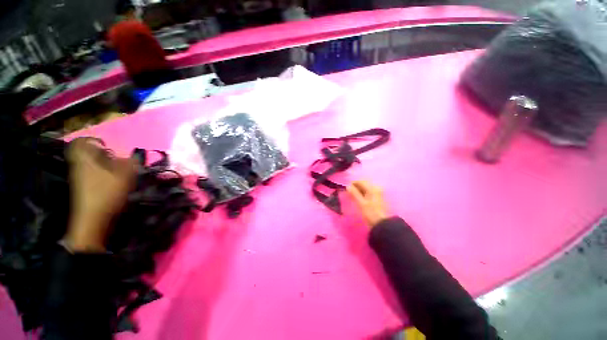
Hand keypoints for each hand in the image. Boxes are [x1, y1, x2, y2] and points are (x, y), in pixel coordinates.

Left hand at [64, 139, 136, 251]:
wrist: (93, 220)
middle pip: (86, 154)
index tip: (106, 144)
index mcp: (85, 160)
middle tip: (116, 157)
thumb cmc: (107, 194)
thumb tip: (138, 153)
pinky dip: (102, 173)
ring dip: (103, 164)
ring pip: (90, 164)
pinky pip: (92, 174)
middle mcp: (80, 166)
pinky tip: (115, 179)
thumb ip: (132, 163)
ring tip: (119, 169)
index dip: (92, 139)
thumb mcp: (124, 177)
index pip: (80, 142)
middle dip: (100, 153)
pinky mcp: (84, 188)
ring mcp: (80, 178)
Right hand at [347, 180, 388, 227]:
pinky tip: (360, 198)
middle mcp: (376, 188)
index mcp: (372, 188)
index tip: (346, 189)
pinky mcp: (378, 197)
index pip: (360, 181)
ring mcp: (378, 192)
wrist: (383, 224)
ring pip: (366, 187)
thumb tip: (348, 186)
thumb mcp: (361, 203)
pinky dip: (363, 193)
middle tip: (349, 193)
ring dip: (359, 190)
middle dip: (356, 186)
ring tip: (354, 196)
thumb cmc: (370, 213)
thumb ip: (354, 193)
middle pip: (364, 183)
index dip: (352, 184)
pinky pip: (369, 191)